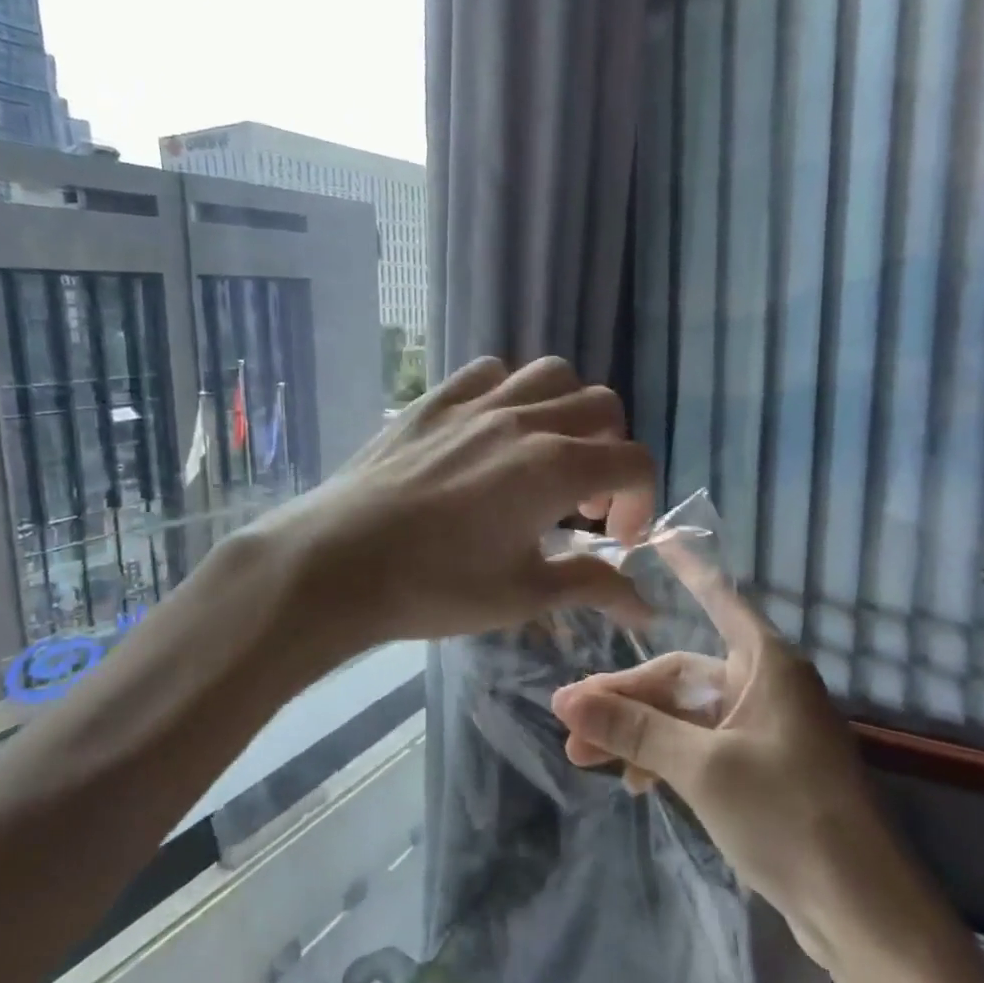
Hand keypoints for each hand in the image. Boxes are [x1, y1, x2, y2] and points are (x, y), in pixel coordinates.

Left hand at [275, 356, 655, 644]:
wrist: (338, 563)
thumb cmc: (434, 586)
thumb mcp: (521, 595)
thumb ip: (590, 587)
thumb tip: (646, 610)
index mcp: (555, 468)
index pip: (633, 461)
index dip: (641, 501)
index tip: (615, 539)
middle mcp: (525, 421)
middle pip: (603, 408)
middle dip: (612, 452)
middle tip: (584, 502)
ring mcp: (476, 403)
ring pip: (551, 375)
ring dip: (568, 411)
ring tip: (547, 455)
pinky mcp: (434, 401)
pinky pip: (489, 373)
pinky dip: (510, 393)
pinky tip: (492, 432)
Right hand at [549, 544, 880, 933]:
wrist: (863, 915)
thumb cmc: (788, 817)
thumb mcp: (700, 768)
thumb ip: (633, 728)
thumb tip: (564, 700)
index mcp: (766, 664)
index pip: (718, 597)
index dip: (685, 568)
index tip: (655, 537)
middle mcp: (766, 686)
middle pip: (682, 675)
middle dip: (625, 697)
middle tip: (571, 722)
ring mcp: (765, 730)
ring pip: (686, 715)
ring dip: (638, 733)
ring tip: (585, 758)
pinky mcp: (762, 770)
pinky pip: (700, 746)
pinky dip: (666, 758)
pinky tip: (633, 782)